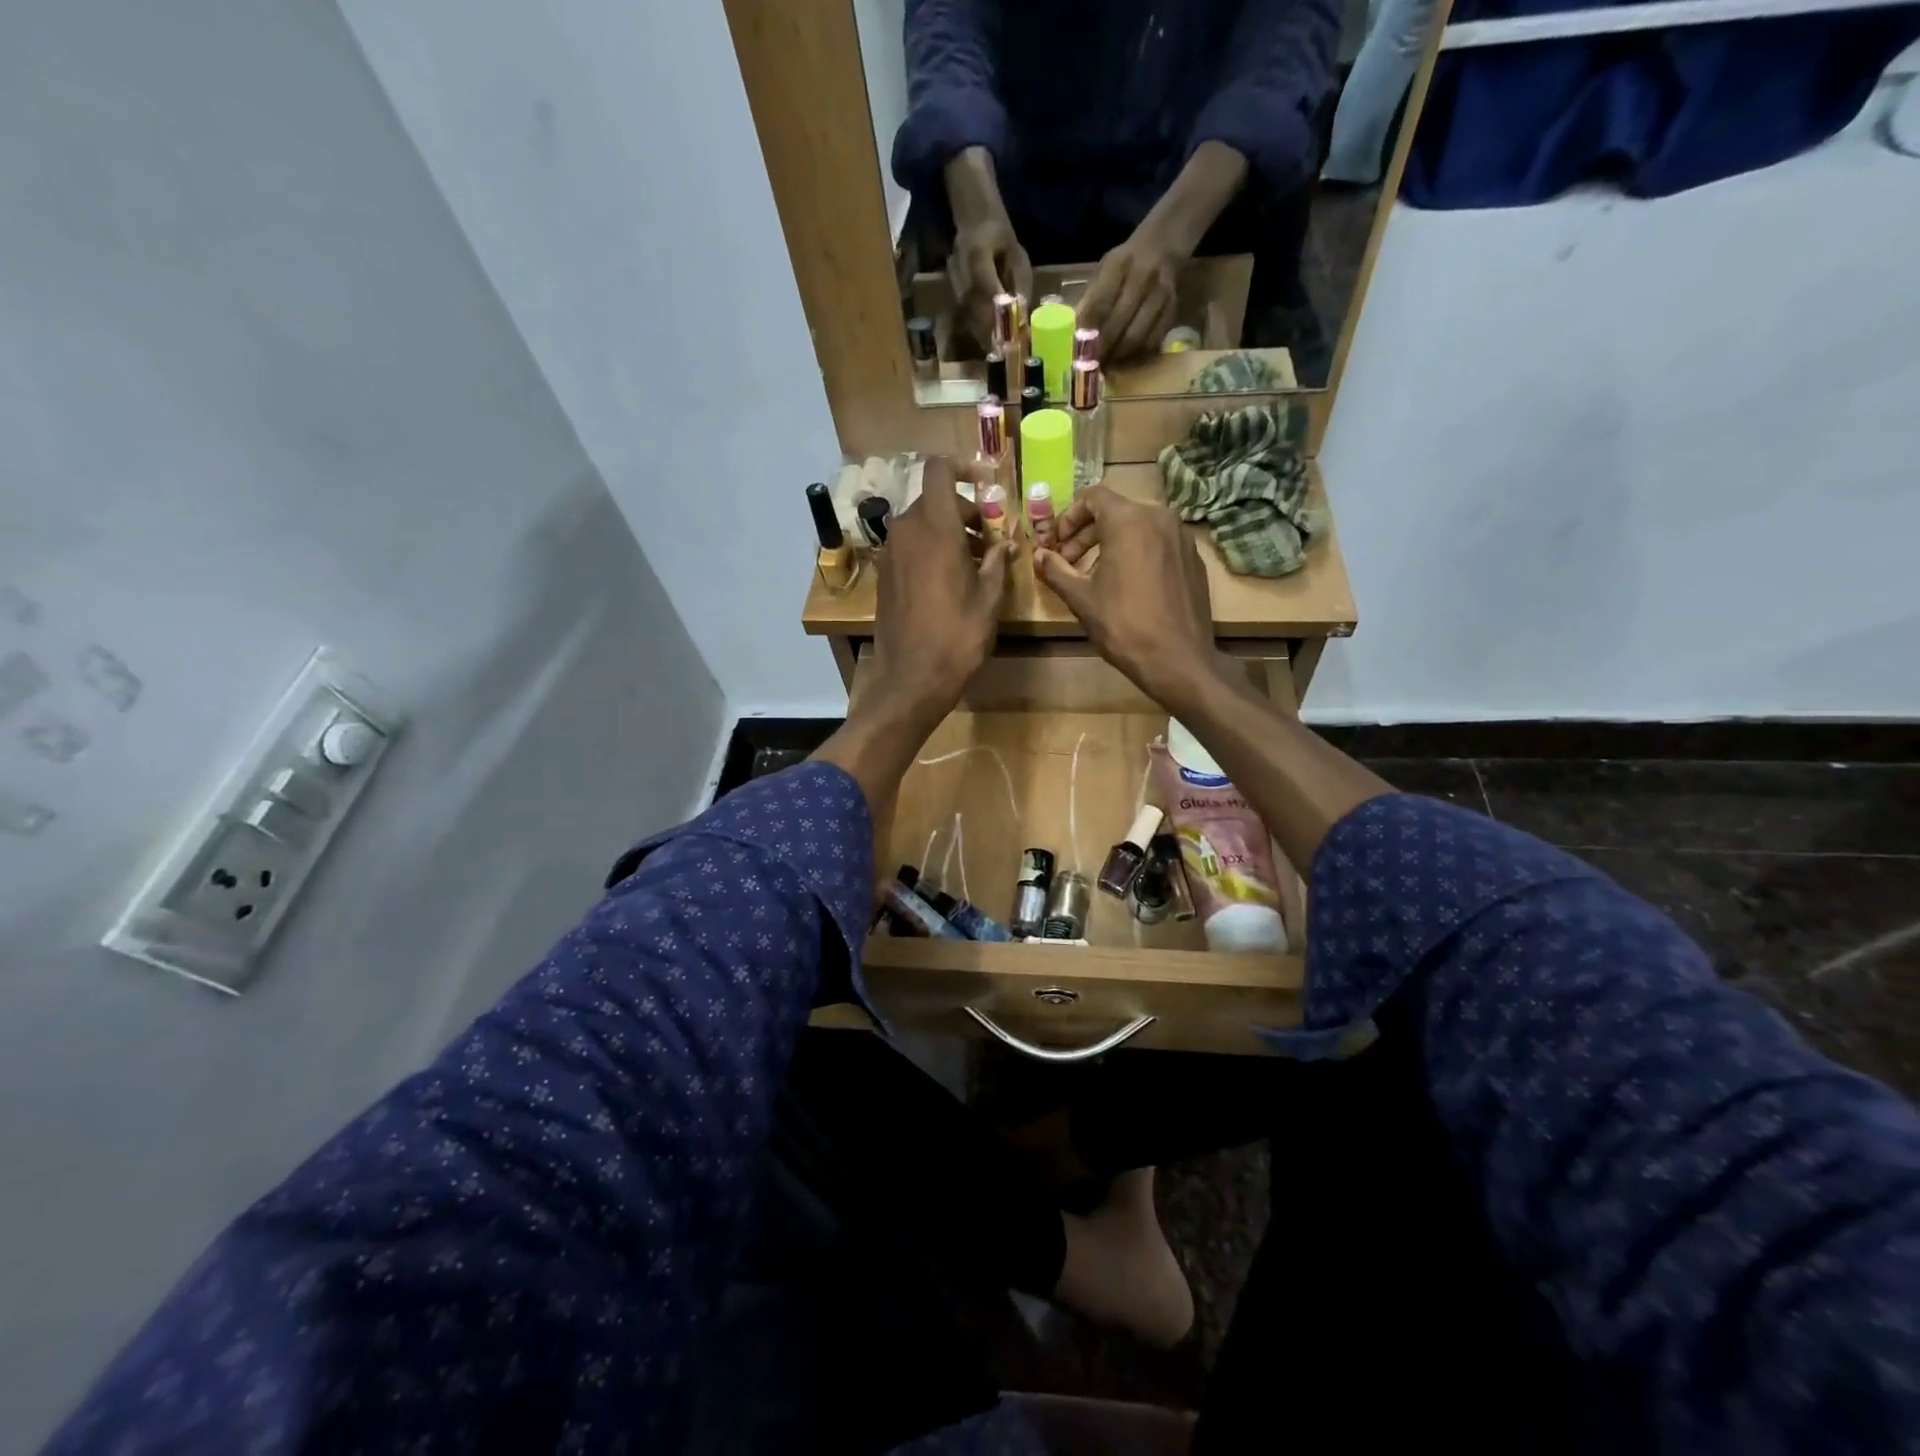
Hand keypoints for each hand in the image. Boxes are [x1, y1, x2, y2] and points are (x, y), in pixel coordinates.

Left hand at [861, 456, 1011, 729]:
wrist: (911, 678)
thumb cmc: (957, 637)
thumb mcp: (989, 599)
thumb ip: (997, 562)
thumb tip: (1005, 543)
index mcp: (935, 527)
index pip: (939, 470)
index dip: (961, 466)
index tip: (985, 482)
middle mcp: (906, 531)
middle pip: (933, 500)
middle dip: (963, 511)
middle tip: (990, 538)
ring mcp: (890, 553)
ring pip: (921, 524)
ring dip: (947, 532)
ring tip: (975, 562)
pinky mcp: (884, 575)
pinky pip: (909, 546)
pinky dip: (930, 549)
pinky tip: (950, 579)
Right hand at [944, 148, 1032, 351]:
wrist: (972, 222)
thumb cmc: (999, 237)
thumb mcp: (1018, 256)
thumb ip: (1020, 285)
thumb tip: (1023, 316)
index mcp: (977, 257)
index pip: (987, 292)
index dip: (999, 317)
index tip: (1011, 336)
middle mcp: (961, 275)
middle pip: (975, 312)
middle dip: (992, 335)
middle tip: (1008, 354)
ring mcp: (953, 286)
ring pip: (969, 319)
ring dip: (984, 338)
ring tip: (1000, 354)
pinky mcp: (952, 296)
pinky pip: (966, 318)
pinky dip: (979, 332)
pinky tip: (990, 343)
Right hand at [1033, 486, 1220, 711]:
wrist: (1177, 659)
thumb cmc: (1123, 624)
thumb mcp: (1081, 598)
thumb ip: (1056, 570)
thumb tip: (1039, 555)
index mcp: (1129, 519)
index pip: (1092, 497)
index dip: (1068, 517)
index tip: (1057, 544)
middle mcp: (1160, 517)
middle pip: (1115, 511)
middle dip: (1087, 533)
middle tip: (1068, 562)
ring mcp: (1181, 537)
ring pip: (1138, 526)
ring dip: (1111, 543)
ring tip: (1095, 575)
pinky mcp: (1193, 558)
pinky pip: (1158, 543)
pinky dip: (1137, 553)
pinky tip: (1127, 585)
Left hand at [1076, 229, 1182, 362]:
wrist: (1161, 247)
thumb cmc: (1124, 265)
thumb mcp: (1103, 271)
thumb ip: (1089, 299)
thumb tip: (1072, 333)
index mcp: (1118, 265)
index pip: (1099, 305)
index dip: (1087, 332)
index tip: (1078, 352)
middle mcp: (1142, 277)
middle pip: (1118, 324)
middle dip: (1102, 350)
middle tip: (1091, 365)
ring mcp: (1160, 294)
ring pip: (1136, 337)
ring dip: (1119, 356)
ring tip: (1107, 364)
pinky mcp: (1172, 309)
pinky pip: (1153, 341)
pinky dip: (1137, 354)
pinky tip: (1126, 357)